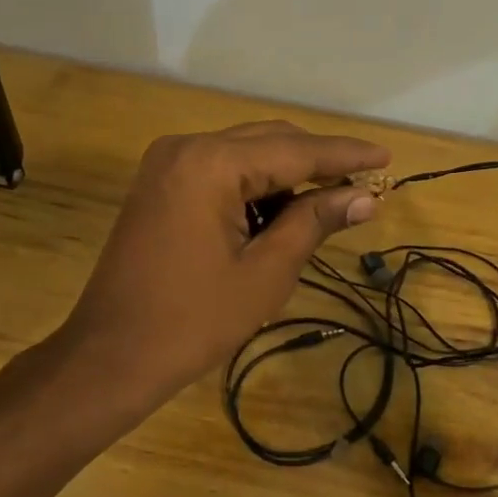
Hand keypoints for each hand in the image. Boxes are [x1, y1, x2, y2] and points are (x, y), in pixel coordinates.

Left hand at [61, 121, 390, 408]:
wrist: (111, 355)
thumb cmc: (193, 320)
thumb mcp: (265, 272)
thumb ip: (313, 222)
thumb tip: (363, 197)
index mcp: (210, 164)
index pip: (294, 150)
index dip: (344, 156)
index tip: (387, 158)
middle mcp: (186, 148)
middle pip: (269, 142)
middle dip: (317, 162)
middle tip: (362, 186)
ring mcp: (167, 164)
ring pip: (244, 154)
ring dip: (286, 176)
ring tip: (327, 206)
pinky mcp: (159, 185)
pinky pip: (218, 172)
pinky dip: (253, 187)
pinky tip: (280, 214)